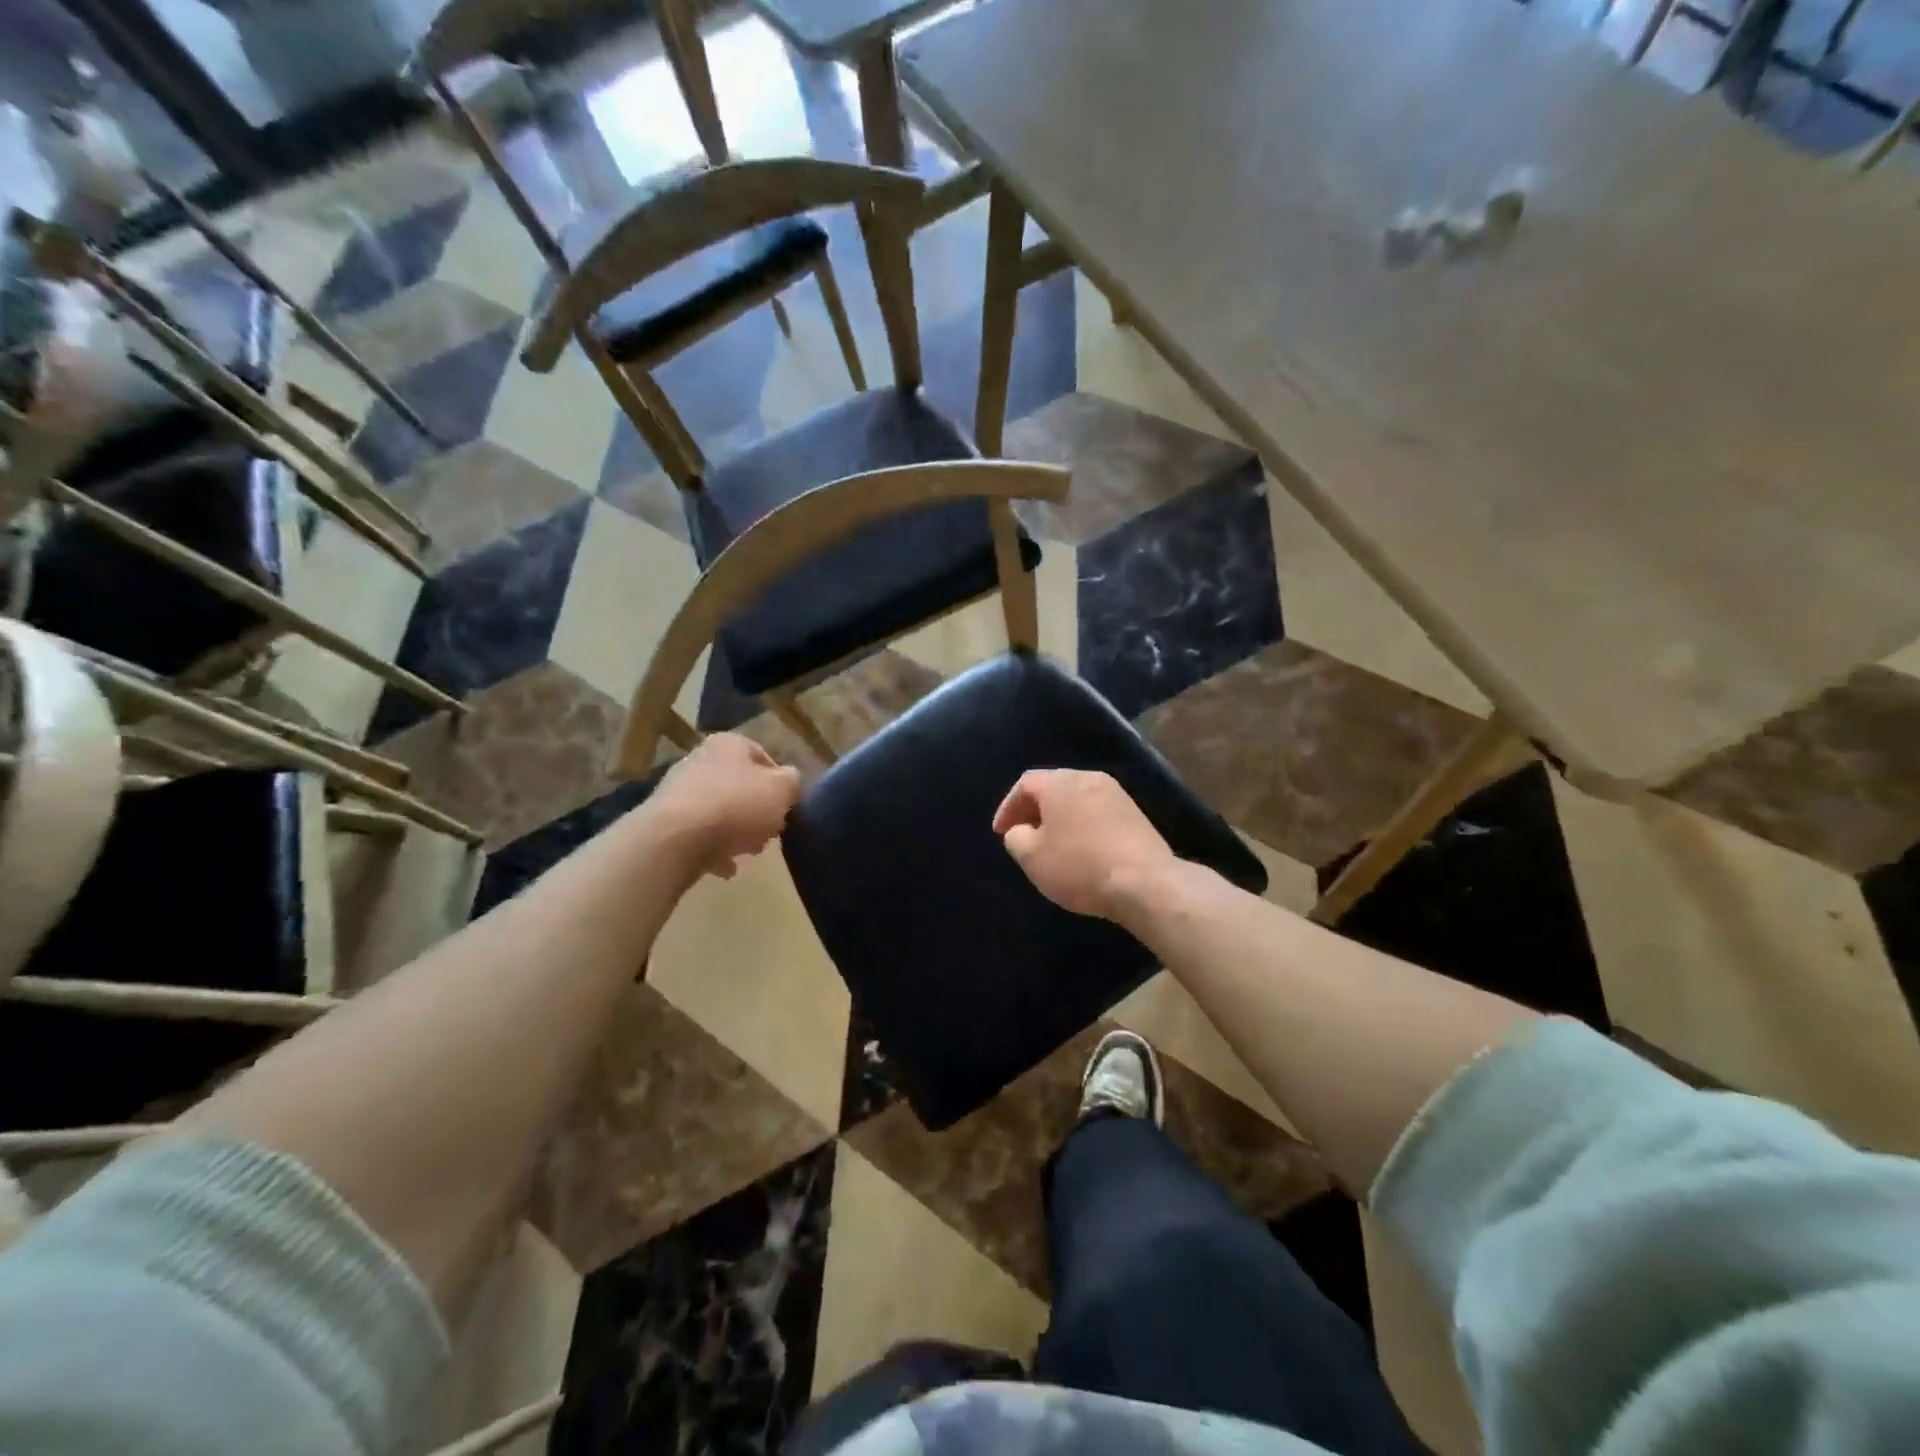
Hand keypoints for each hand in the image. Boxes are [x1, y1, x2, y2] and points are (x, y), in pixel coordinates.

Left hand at [649, 733, 801, 879]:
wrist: (674, 839)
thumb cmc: (736, 806)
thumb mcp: (781, 791)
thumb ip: (792, 782)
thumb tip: (789, 780)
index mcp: (729, 744)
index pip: (763, 757)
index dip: (780, 784)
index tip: (786, 808)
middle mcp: (700, 759)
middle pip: (740, 786)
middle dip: (757, 811)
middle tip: (768, 833)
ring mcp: (678, 790)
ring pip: (720, 810)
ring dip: (736, 832)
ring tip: (747, 853)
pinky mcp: (664, 820)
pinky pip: (699, 833)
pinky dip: (713, 848)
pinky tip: (725, 867)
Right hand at [991, 769, 1176, 918]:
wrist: (1145, 883)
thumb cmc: (1080, 866)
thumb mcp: (1032, 857)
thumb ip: (1016, 838)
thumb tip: (1020, 830)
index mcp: (1061, 783)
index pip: (1026, 784)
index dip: (1008, 807)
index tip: (1001, 832)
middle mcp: (1089, 778)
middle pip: (1053, 787)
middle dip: (1034, 809)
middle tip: (1023, 834)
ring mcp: (1116, 794)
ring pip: (1077, 799)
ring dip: (1059, 817)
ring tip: (1051, 844)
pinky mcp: (1135, 813)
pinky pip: (1097, 812)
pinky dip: (1081, 824)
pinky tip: (1081, 849)